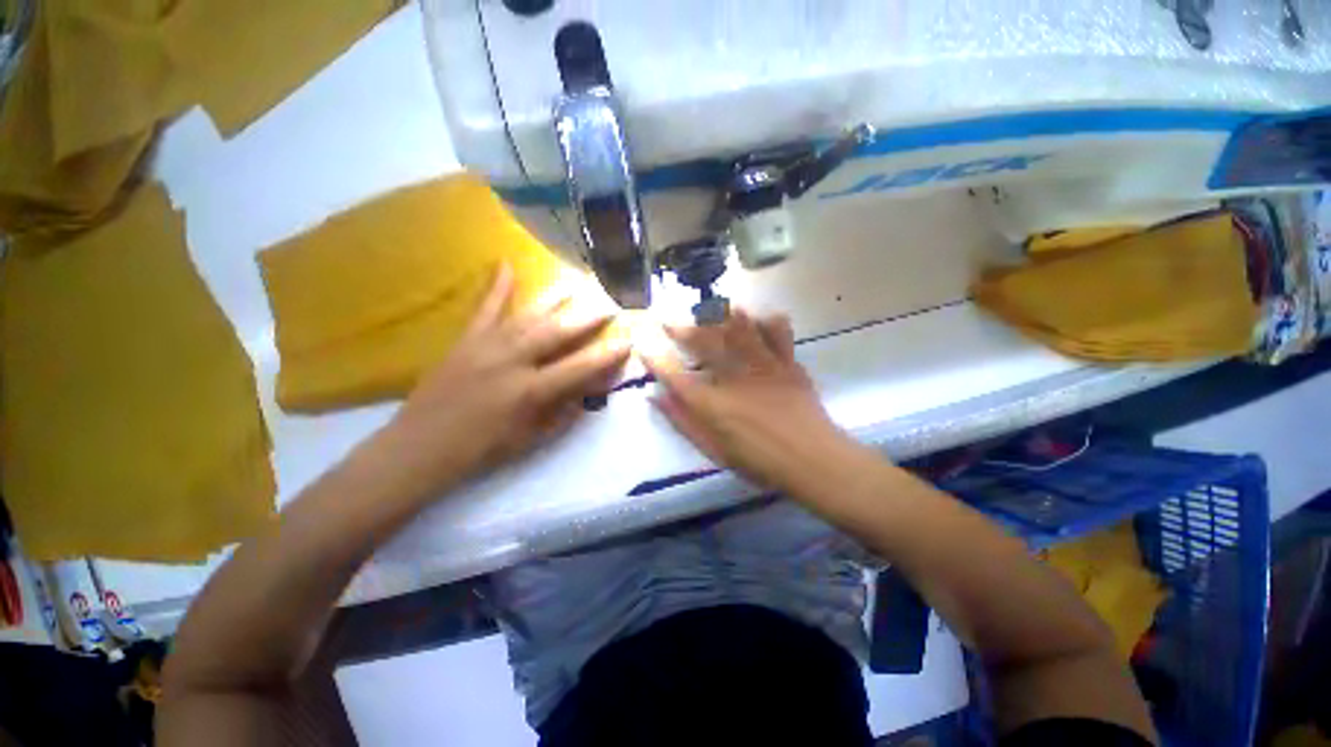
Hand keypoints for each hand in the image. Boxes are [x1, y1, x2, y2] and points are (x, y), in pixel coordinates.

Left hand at [374, 265, 629, 499]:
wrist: (421, 446)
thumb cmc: (482, 449)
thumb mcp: (532, 439)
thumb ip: (564, 413)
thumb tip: (589, 391)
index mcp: (530, 391)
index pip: (579, 368)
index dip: (607, 355)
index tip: (628, 341)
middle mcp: (512, 361)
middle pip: (558, 332)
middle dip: (588, 317)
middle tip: (610, 302)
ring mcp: (487, 346)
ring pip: (529, 315)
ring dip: (557, 298)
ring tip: (577, 282)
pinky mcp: (467, 340)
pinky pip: (485, 309)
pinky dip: (497, 286)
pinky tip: (505, 263)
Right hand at [641, 309, 853, 490]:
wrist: (814, 460)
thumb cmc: (760, 461)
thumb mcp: (715, 451)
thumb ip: (683, 422)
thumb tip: (655, 398)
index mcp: (714, 405)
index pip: (674, 375)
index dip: (655, 356)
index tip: (642, 341)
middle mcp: (734, 378)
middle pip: (703, 342)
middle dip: (679, 326)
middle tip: (667, 317)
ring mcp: (763, 365)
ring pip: (738, 327)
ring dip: (718, 313)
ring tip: (705, 307)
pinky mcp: (787, 361)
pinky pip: (776, 329)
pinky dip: (764, 318)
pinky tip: (755, 317)